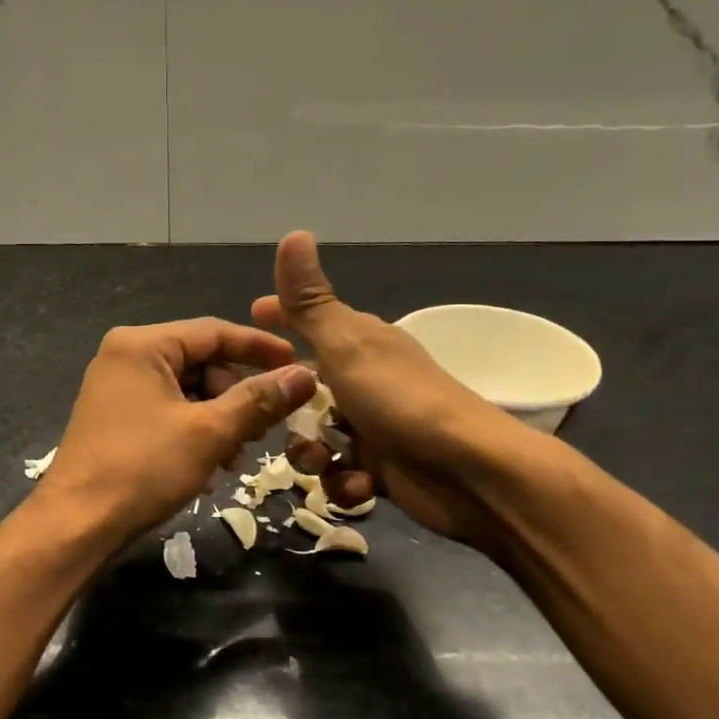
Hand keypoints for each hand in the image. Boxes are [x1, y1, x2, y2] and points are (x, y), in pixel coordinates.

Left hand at [43, 318, 317, 540]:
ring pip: (187, 392)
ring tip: (235, 458)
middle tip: (261, 431)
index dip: (260, 348)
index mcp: (142, 344)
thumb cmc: (143, 468)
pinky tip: (209, 468)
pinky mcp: (116, 419)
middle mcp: (125, 357)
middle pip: (201, 362)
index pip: (214, 331)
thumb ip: (259, 400)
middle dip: (236, 396)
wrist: (77, 525)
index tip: (299, 365)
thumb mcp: (209, 432)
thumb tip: (306, 376)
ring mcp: (117, 389)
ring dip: (219, 421)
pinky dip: (194, 433)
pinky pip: (167, 412)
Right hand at [251, 232, 538, 546]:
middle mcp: (365, 381)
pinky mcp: (382, 469)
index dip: (279, 318)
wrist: (468, 471)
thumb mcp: (346, 346)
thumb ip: (310, 302)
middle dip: (285, 409)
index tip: (250, 315)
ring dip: (312, 456)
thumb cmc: (400, 401)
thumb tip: (294, 233)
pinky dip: (344, 483)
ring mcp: (374, 426)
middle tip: (269, 419)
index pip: (309, 321)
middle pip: (304, 389)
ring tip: (322, 463)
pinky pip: (341, 474)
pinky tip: (357, 485)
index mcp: (359, 343)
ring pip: (316, 438)